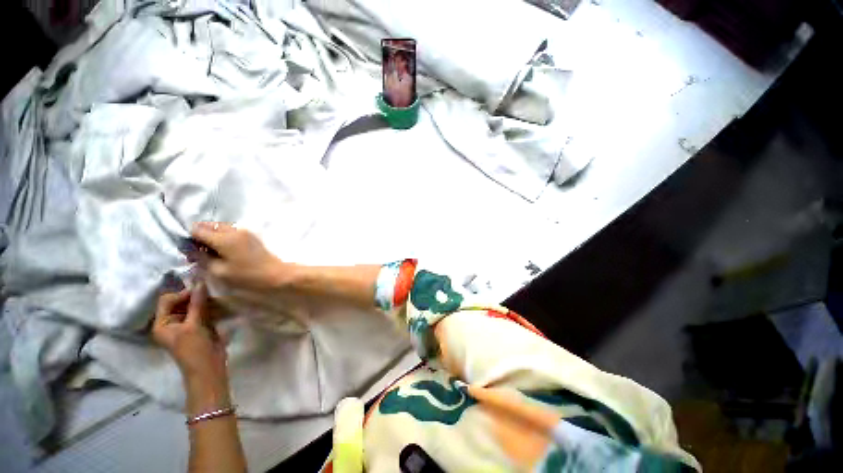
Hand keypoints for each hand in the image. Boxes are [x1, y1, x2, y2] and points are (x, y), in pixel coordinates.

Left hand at [152, 283, 227, 383]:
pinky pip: (201, 312)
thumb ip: (196, 303)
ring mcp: (185, 325)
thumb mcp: (193, 325)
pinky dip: (209, 308)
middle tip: (211, 293)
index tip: (200, 291)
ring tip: (216, 299)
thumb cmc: (194, 348)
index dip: (182, 294)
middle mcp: (171, 323)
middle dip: (194, 297)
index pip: (167, 300)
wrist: (208, 367)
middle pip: (180, 302)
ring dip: (204, 302)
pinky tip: (219, 306)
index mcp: (161, 324)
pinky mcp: (198, 327)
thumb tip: (200, 282)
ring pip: (193, 306)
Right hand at [191, 222, 290, 292]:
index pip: (197, 229)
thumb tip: (190, 249)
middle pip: (209, 226)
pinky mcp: (251, 236)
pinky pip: (230, 231)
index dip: (189, 239)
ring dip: (212, 237)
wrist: (276, 273)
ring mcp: (245, 231)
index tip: (189, 252)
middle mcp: (234, 230)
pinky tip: (224, 252)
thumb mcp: (219, 271)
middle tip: (199, 253)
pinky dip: (223, 238)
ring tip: (212, 254)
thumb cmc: (247, 275)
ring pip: (220, 228)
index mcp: (224, 238)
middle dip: (200, 236)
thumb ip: (201, 258)